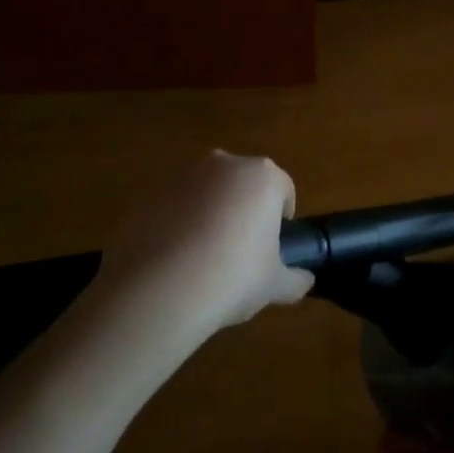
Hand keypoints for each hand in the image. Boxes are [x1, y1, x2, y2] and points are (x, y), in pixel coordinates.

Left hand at [92, 151, 312, 345]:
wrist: (161, 288)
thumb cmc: (234, 277)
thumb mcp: (275, 285)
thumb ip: (295, 279)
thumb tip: (305, 279)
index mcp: (262, 177)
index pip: (283, 189)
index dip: (282, 219)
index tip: (274, 247)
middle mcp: (224, 164)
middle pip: (243, 184)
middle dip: (244, 209)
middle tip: (242, 251)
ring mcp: (182, 175)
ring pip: (206, 191)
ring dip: (209, 213)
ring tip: (204, 257)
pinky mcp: (148, 193)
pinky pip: (174, 205)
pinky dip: (178, 223)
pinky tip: (175, 259)